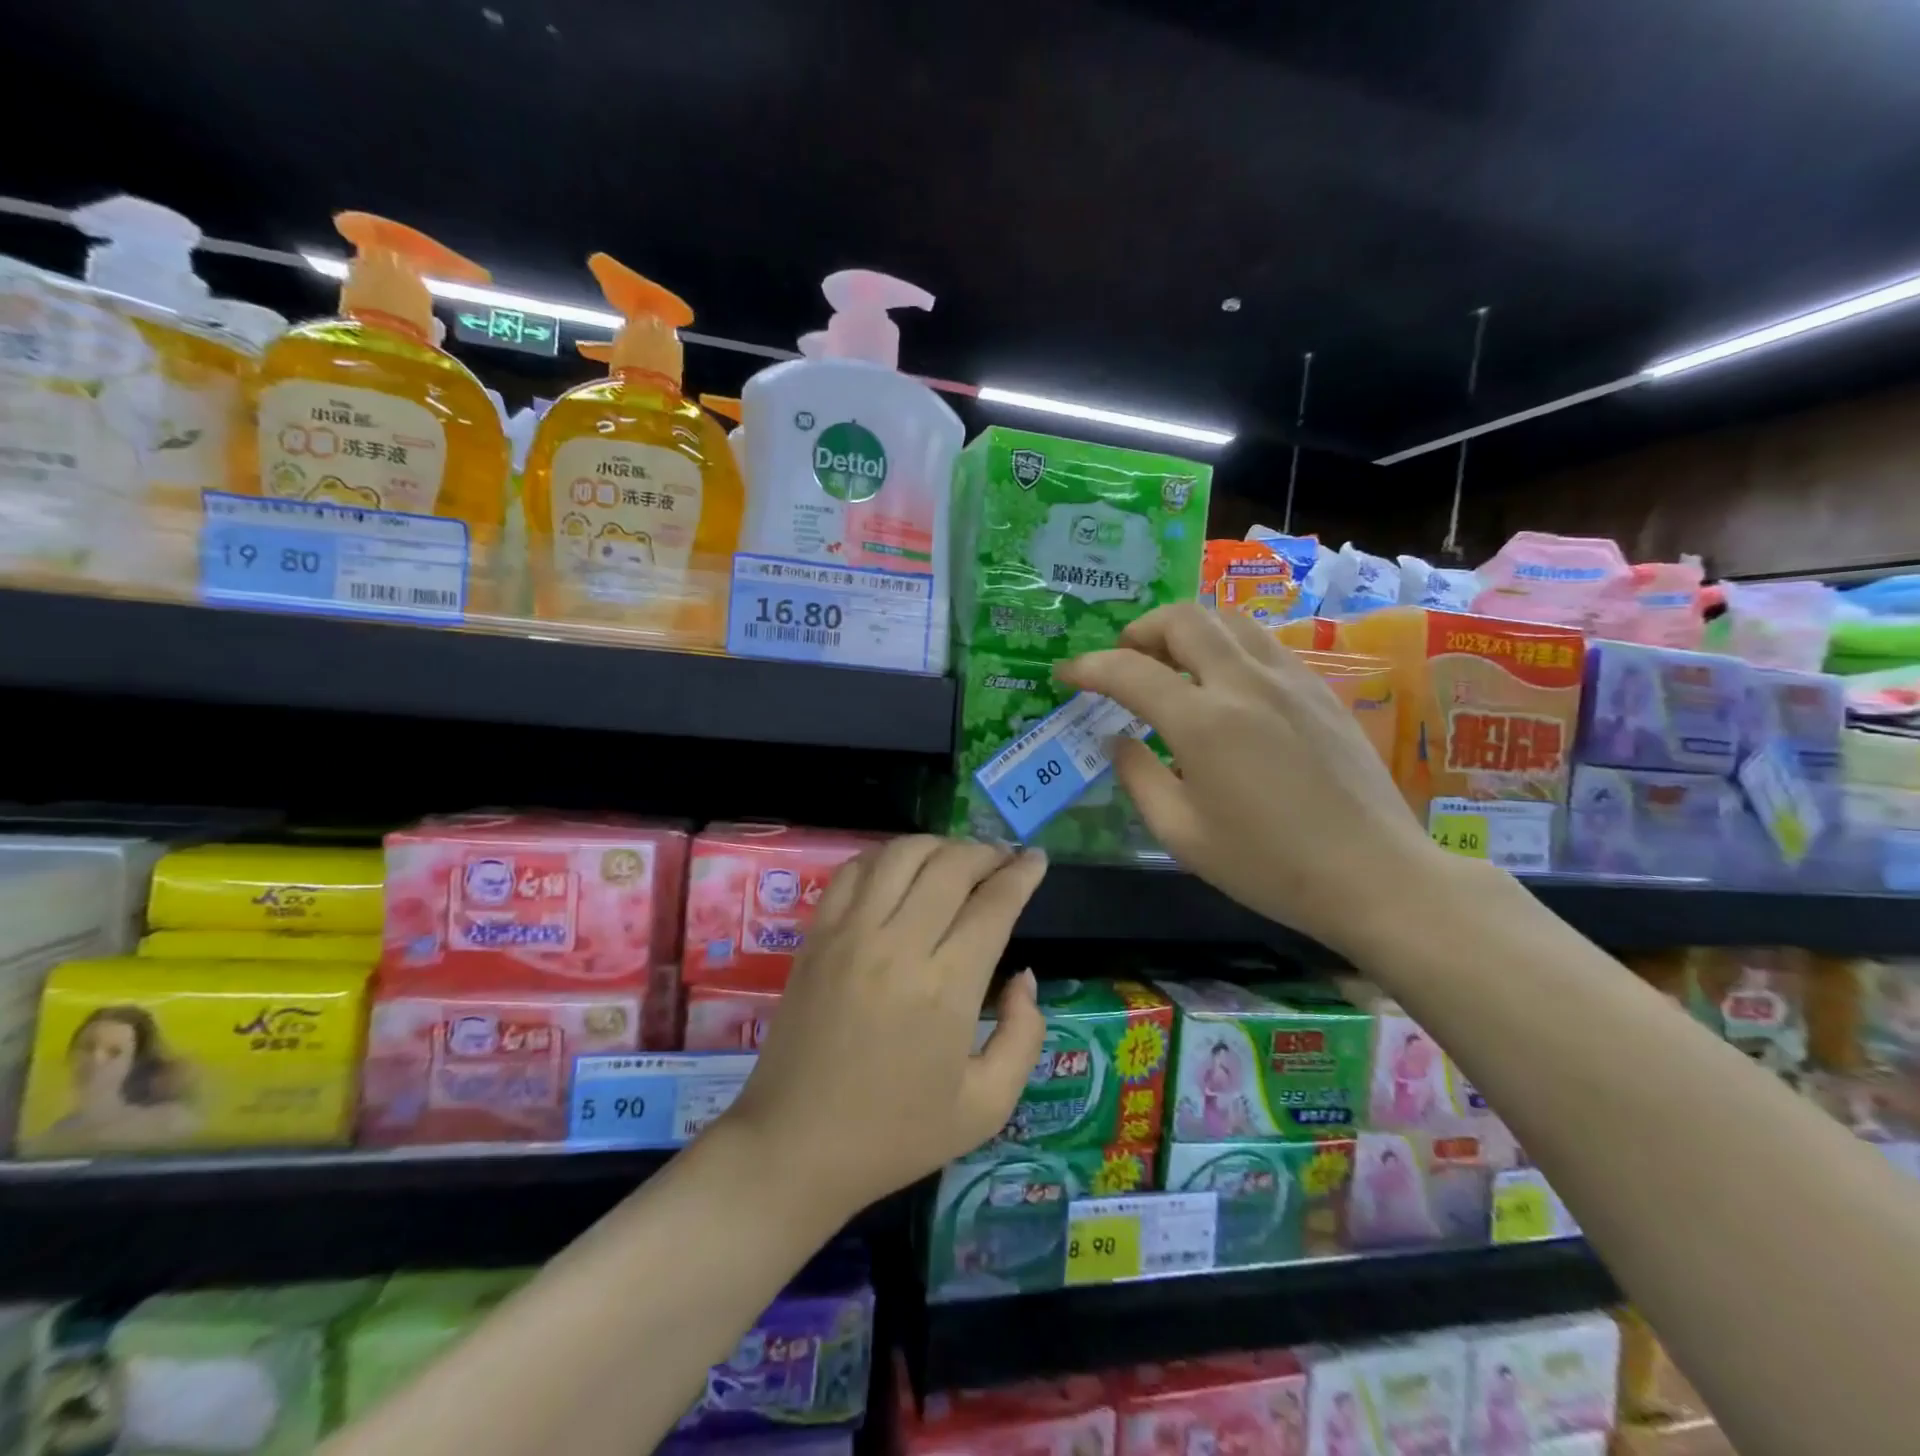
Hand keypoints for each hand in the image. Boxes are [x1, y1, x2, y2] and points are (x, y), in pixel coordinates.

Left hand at [720, 836, 1048, 1220]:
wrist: (794, 1147)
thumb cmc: (895, 1135)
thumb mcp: (986, 1107)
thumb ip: (1023, 1035)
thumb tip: (1025, 977)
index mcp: (946, 988)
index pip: (994, 904)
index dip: (1022, 874)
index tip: (1037, 860)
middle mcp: (898, 945)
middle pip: (951, 865)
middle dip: (986, 852)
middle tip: (1003, 861)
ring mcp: (850, 934)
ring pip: (901, 855)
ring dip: (938, 846)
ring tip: (957, 860)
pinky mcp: (816, 935)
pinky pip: (854, 871)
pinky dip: (885, 856)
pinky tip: (901, 870)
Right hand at [1055, 603, 1450, 954]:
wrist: (1375, 876)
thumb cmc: (1267, 866)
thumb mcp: (1181, 835)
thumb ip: (1138, 778)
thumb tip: (1119, 740)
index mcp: (1204, 722)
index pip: (1130, 671)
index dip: (1088, 667)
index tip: (1066, 673)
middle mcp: (1246, 683)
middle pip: (1183, 619)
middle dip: (1140, 629)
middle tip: (1124, 658)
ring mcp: (1290, 680)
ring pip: (1229, 619)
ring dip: (1187, 629)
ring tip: (1171, 662)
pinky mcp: (1321, 690)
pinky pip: (1262, 643)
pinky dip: (1227, 646)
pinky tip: (1224, 685)